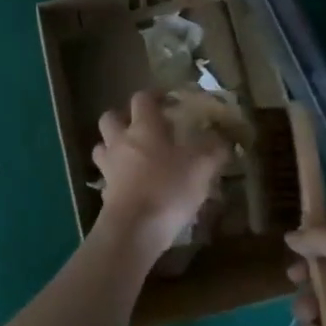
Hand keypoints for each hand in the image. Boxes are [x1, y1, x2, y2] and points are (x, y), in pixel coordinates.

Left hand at [92, 90, 228, 259]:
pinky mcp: (104, 192)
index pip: (142, 98)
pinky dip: (116, 176)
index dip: (153, 95)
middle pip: (110, 117)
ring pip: (102, 146)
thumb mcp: (202, 167)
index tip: (167, 100)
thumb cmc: (168, 188)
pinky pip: (106, 176)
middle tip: (142, 127)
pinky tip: (131, 185)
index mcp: (144, 128)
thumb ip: (214, 150)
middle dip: (122, 118)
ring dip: (113, 146)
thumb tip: (222, 140)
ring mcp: (108, 167)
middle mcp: (120, 141)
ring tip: (132, 155)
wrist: (134, 229)